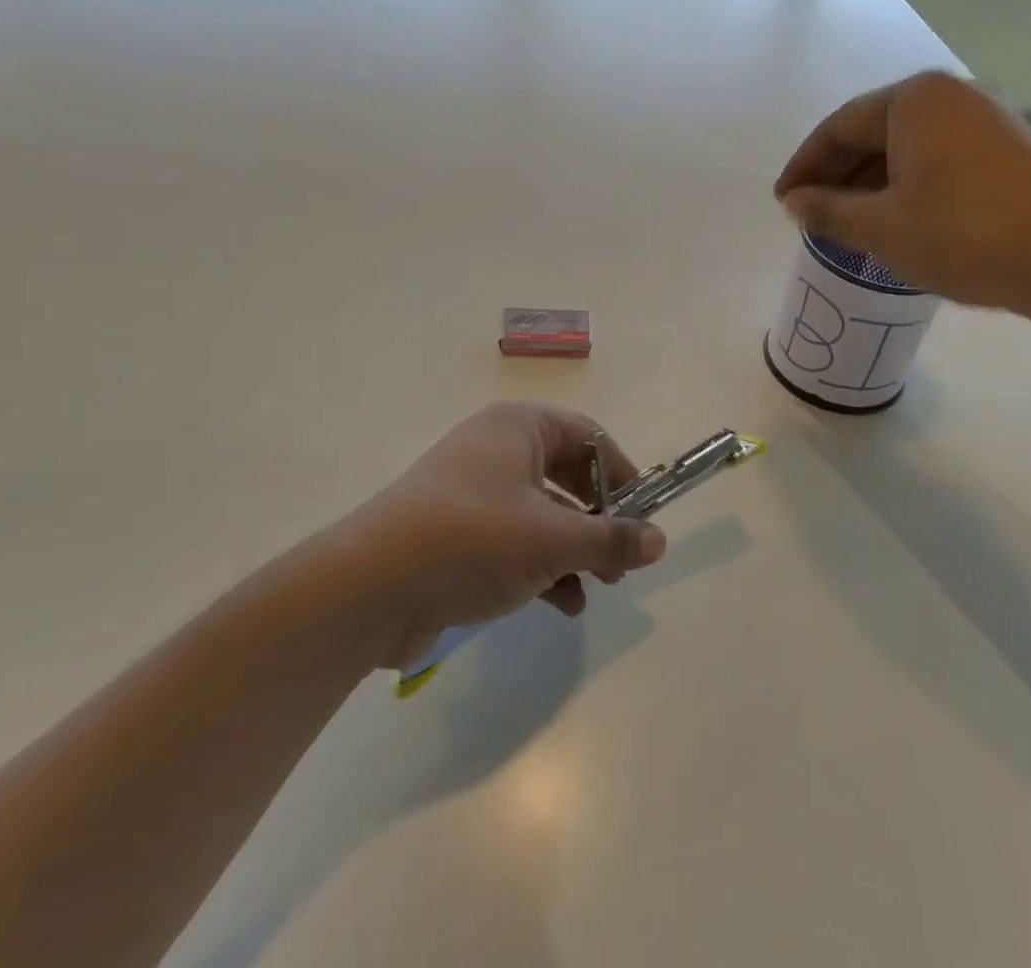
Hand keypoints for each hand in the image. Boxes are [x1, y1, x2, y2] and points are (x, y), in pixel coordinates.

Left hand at [333, 402, 666, 670]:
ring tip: (599, 586)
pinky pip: (513, 539)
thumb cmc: (474, 540)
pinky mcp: (455, 532)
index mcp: (519, 427)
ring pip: (542, 512)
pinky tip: (563, 604)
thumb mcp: (553, 539)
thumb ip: (611, 538)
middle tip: (623, 561)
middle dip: (599, 519)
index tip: (642, 516)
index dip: (621, 473)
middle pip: (566, 474)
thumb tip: (660, 539)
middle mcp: (496, 448)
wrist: (371, 587)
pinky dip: (542, 566)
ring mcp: (472, 491)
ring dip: (574, 548)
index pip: (588, 435)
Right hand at [773, 71, 1030, 324]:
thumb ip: (828, 210)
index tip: (784, 201)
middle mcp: (952, 95)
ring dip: (872, 182)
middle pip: (874, 131)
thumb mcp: (881, 228)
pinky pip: (940, 156)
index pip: (839, 127)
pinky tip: (899, 217)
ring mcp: (988, 118)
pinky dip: (909, 183)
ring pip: (908, 146)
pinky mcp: (1012, 147)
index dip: (804, 166)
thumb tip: (795, 203)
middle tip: (812, 213)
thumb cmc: (963, 236)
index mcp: (914, 99)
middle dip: (838, 174)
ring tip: (850, 222)